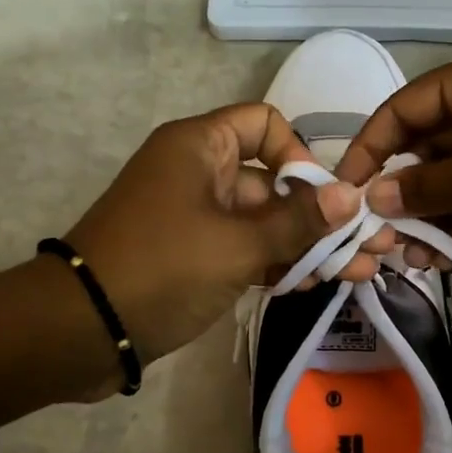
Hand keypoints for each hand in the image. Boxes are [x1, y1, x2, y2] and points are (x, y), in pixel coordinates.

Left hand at [62, 104, 369, 373]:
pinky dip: (277, 263)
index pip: (265, 123)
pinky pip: (245, 249)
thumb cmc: (161, 267)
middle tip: (370, 246)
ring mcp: (197, 217)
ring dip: (308, 244)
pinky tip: (318, 284)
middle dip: (321, 214)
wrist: (81, 329)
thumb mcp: (237, 244)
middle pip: (273, 181)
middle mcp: (200, 172)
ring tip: (361, 272)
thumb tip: (352, 197)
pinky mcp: (194, 256)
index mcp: (201, 147)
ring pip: (264, 221)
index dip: (299, 154)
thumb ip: (297, 222)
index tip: (321, 198)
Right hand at [335, 40, 451, 274]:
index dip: (371, 146)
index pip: (407, 107)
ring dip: (429, 214)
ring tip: (405, 256)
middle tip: (375, 233)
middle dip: (402, 189)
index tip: (344, 187)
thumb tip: (375, 199)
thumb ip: (424, 186)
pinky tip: (438, 257)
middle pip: (430, 144)